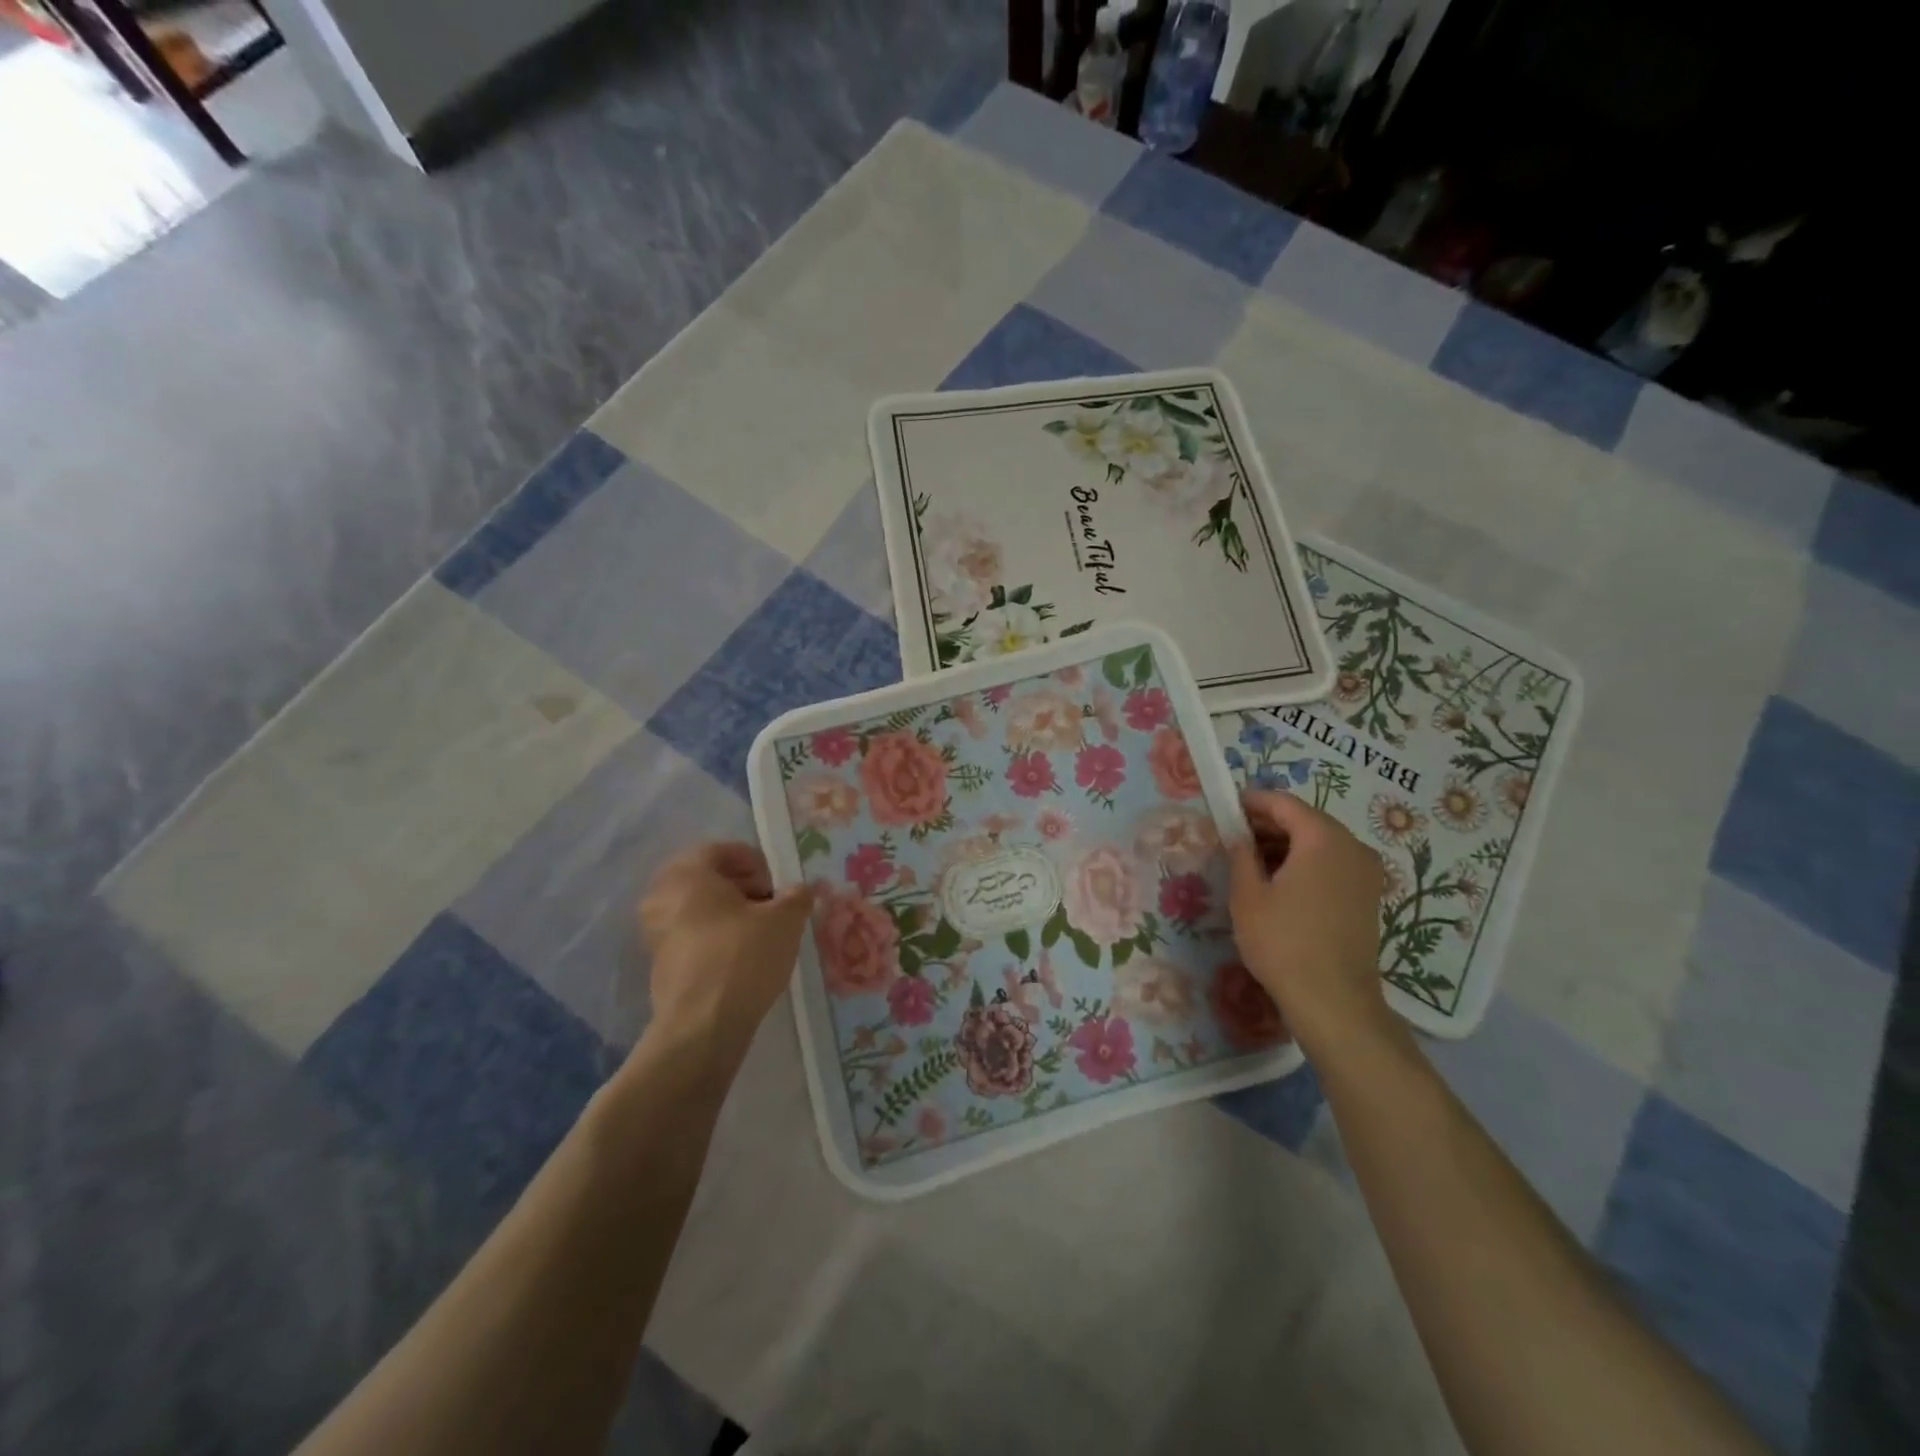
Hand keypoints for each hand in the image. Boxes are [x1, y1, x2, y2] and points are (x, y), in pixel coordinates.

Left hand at [637, 842, 813, 1067]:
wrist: (701, 1027)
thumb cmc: (742, 957)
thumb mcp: (784, 921)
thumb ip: (796, 897)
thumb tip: (800, 891)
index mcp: (687, 873)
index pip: (722, 849)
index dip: (756, 863)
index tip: (776, 887)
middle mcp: (662, 895)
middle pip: (708, 878)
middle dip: (742, 888)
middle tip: (770, 907)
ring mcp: (655, 931)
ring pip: (698, 907)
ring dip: (729, 913)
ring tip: (760, 934)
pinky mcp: (658, 963)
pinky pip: (691, 935)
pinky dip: (715, 937)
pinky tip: (741, 958)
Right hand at [1227, 790, 1394, 1058]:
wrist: (1334, 1001)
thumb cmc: (1283, 942)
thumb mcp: (1247, 895)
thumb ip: (1241, 854)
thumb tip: (1238, 835)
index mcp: (1323, 838)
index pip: (1284, 803)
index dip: (1253, 802)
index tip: (1227, 808)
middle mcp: (1352, 846)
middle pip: (1306, 820)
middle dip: (1269, 823)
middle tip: (1234, 836)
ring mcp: (1366, 872)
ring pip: (1320, 842)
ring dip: (1287, 844)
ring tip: (1252, 861)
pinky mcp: (1369, 896)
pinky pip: (1333, 863)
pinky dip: (1306, 863)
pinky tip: (1281, 883)